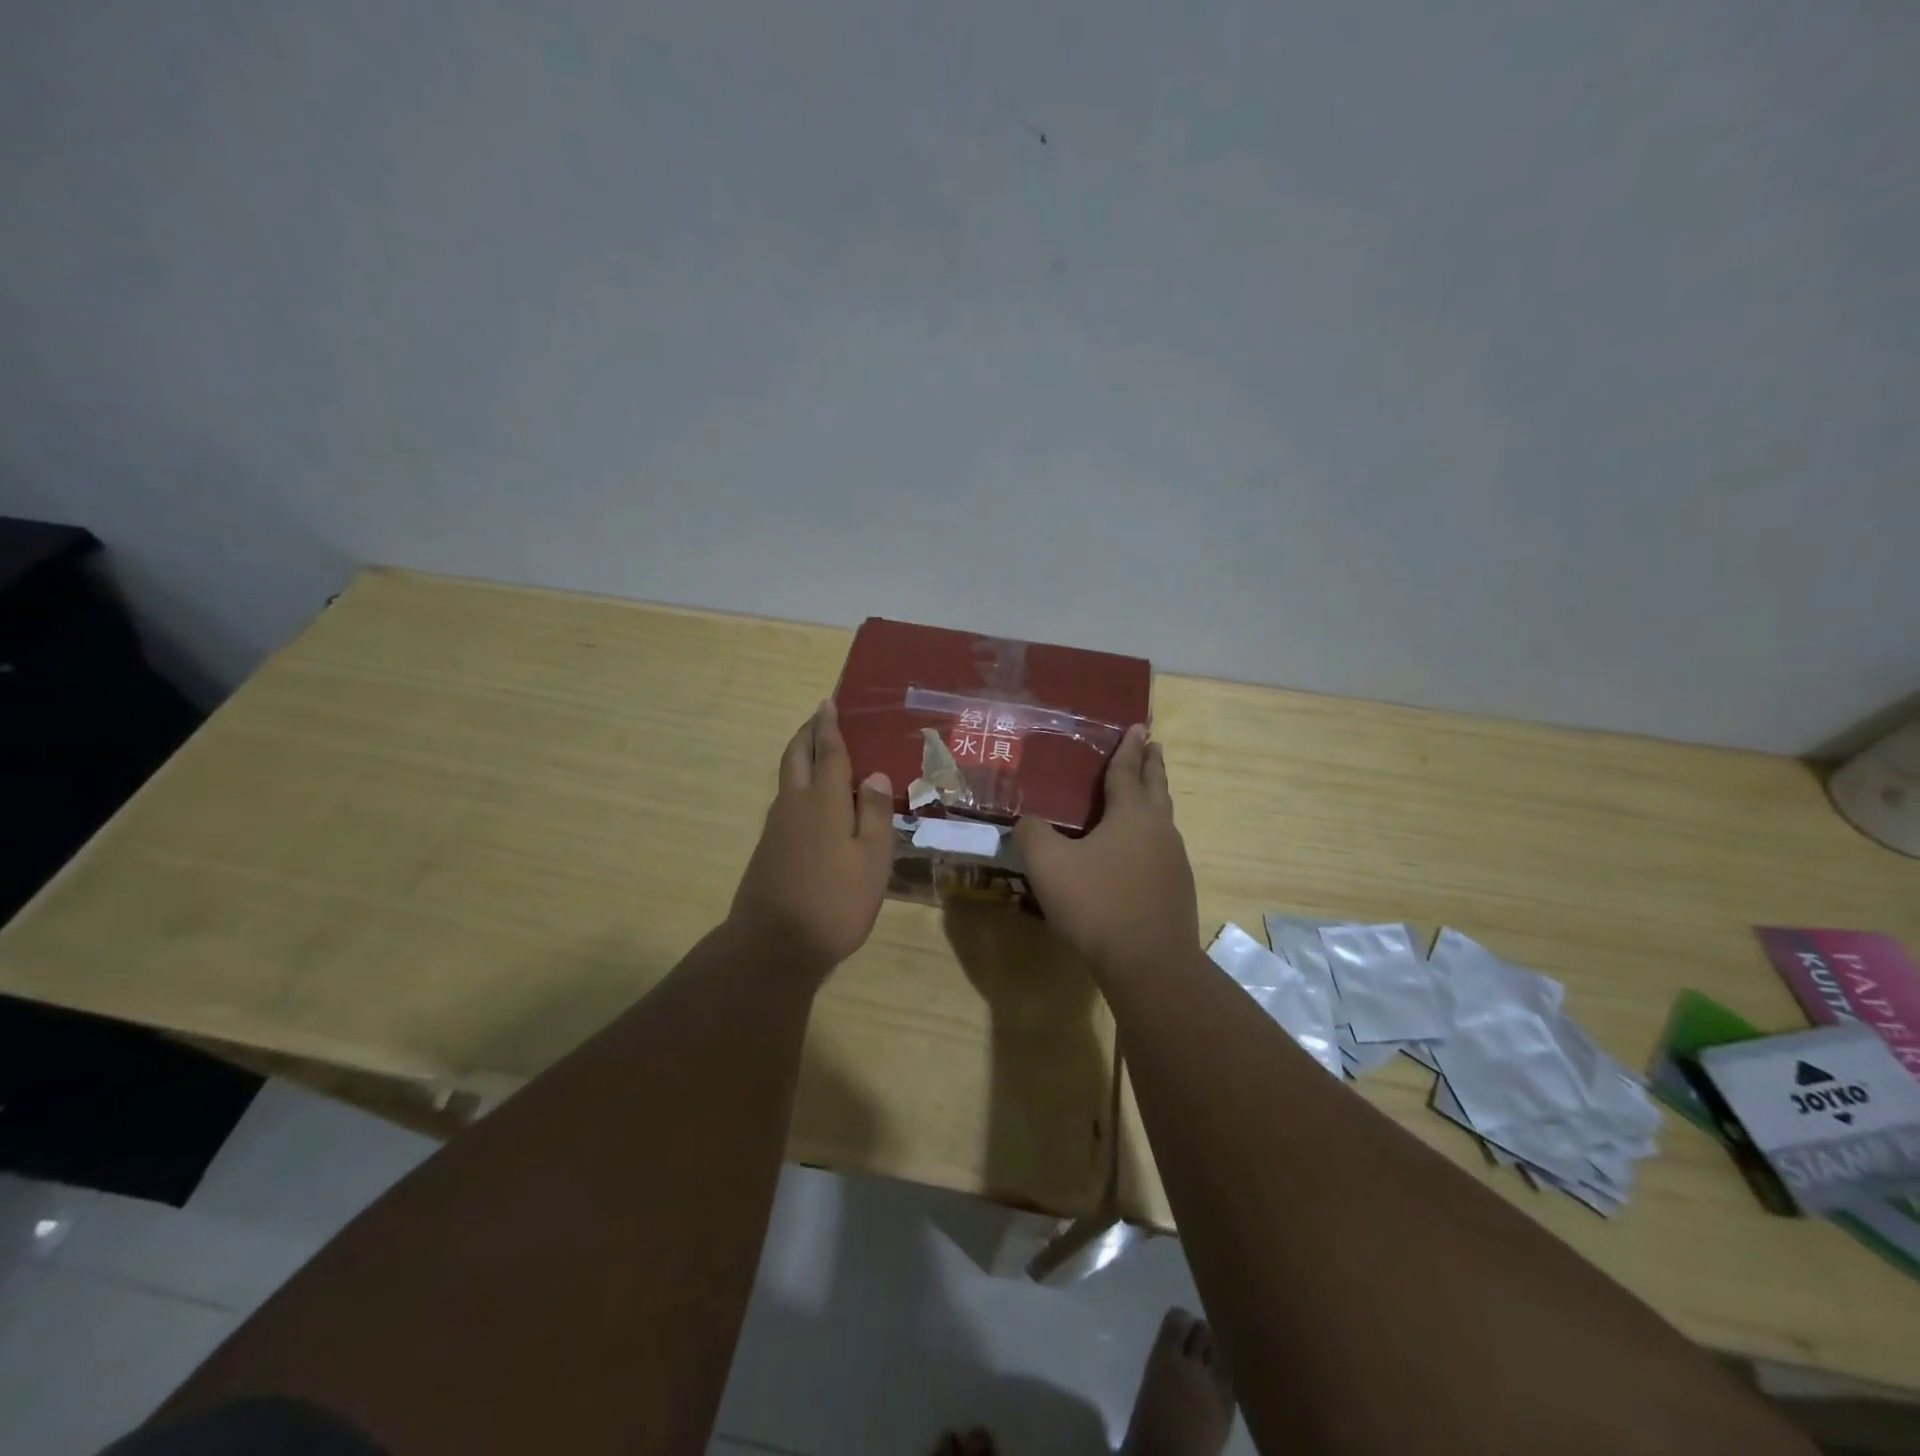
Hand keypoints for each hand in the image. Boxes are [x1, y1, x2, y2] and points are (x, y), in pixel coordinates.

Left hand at [729, 700, 895, 977]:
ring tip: (819, 752)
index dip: (830, 726)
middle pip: (797, 756)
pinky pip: (785, 800)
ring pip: (787, 778)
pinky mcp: (768, 848)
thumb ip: (876, 814)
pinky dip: (799, 785)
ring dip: (800, 756)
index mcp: (825, 802)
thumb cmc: (834, 901)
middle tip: (820, 718)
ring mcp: (777, 826)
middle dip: (807, 733)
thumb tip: (876, 775)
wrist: (773, 945)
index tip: (829, 703)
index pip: (829, 752)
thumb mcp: (872, 860)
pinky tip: (814, 802)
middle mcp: (796, 804)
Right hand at [1012, 724, 1198, 979]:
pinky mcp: (1176, 890)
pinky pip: (1162, 849)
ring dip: (1154, 800)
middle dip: (1152, 765)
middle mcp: (1159, 830)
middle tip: (1153, 745)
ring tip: (1147, 794)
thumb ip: (1032, 834)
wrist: (1149, 963)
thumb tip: (1027, 821)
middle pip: (1155, 788)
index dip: (1128, 749)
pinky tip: (1140, 851)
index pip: (1127, 772)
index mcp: (1131, 815)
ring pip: (1163, 820)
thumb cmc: (1097, 903)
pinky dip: (1151, 835)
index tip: (1137, 727)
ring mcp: (1173, 861)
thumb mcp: (1048, 864)